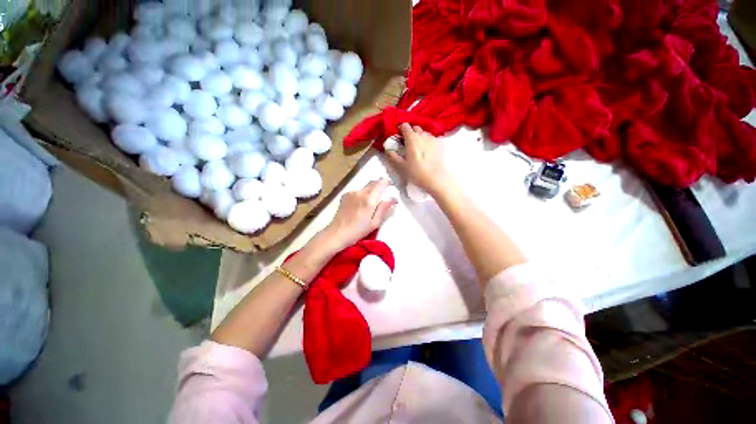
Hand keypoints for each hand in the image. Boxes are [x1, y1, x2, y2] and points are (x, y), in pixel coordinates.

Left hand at [319, 179, 396, 251]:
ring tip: (371, 203)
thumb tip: (393, 199)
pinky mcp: (345, 195)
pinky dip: (362, 195)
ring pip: (365, 187)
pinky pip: (358, 191)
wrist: (337, 233)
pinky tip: (360, 205)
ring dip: (371, 191)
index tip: (391, 187)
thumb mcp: (375, 222)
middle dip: (380, 186)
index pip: (381, 183)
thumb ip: (384, 208)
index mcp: (369, 199)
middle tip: (384, 194)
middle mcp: (360, 192)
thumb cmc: (358, 231)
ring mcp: (351, 192)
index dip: (387, 183)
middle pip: (373, 182)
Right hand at [385, 123, 449, 196]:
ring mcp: (433, 138)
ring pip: (424, 133)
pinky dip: (427, 141)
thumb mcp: (400, 166)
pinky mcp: (440, 144)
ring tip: (417, 147)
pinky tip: (427, 151)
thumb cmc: (416, 172)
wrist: (435, 178)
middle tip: (407, 144)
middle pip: (415, 128)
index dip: (400, 130)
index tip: (399, 137)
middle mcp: (422, 135)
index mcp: (411, 138)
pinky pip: (431, 138)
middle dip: (410, 133)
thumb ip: (392, 156)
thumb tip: (388, 149)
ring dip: (419, 137)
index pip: (404, 126)